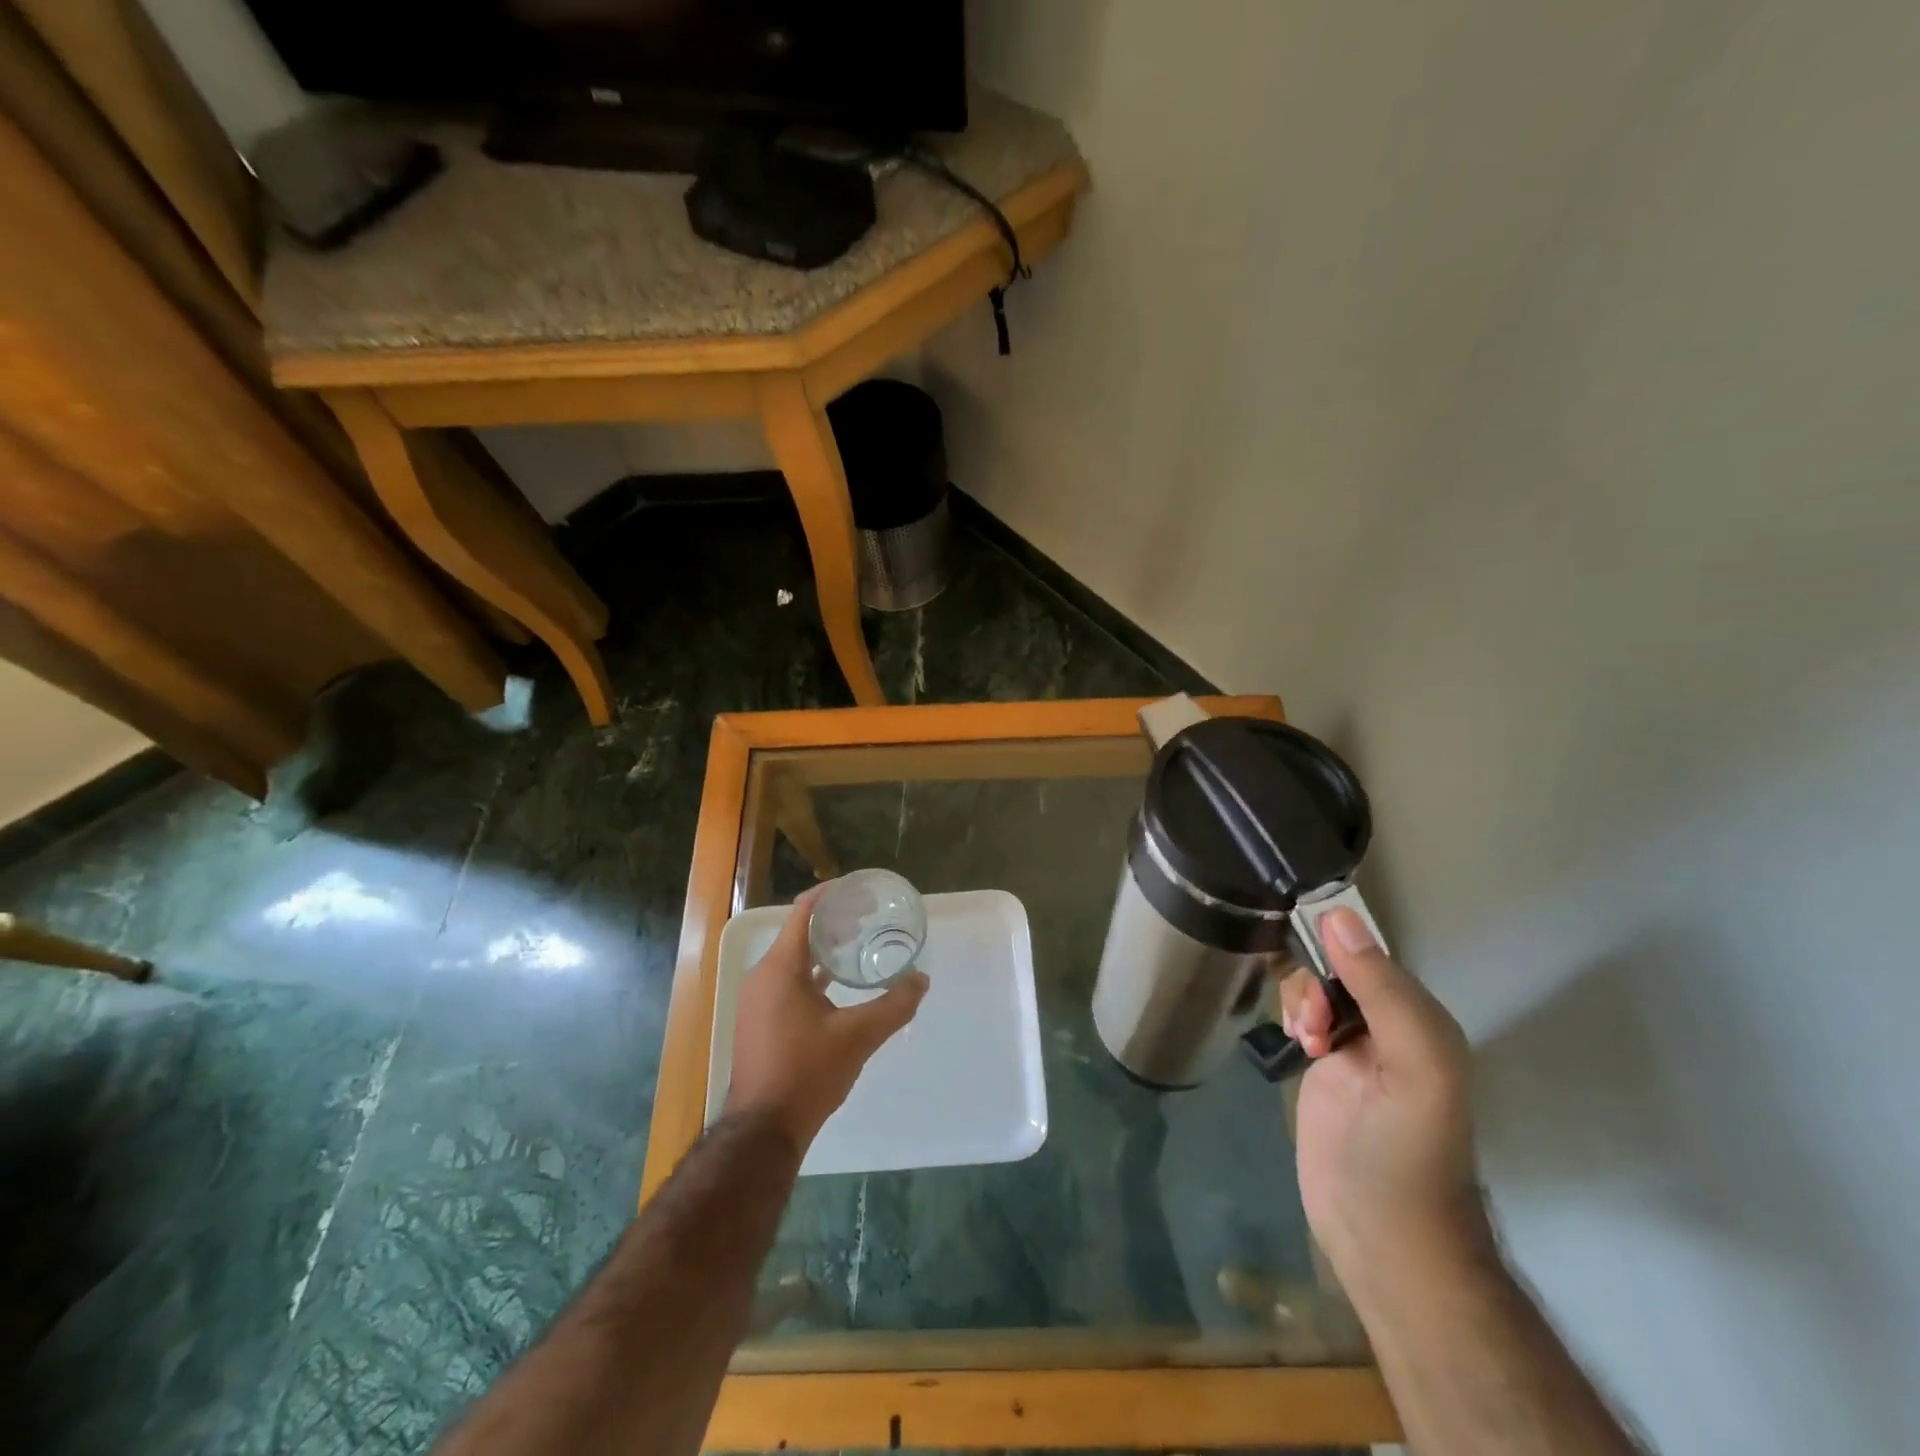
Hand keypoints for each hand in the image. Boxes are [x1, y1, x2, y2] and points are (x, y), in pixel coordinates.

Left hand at [725, 885, 928, 1155]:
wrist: (763, 1130)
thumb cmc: (807, 1072)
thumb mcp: (858, 1036)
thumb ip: (894, 1005)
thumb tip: (922, 980)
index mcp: (780, 969)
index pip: (803, 913)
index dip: (830, 896)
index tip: (860, 892)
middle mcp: (762, 977)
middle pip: (798, 933)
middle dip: (832, 922)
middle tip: (868, 918)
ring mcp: (757, 1000)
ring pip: (792, 960)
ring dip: (822, 949)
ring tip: (857, 944)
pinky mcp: (759, 1020)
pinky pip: (786, 982)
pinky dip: (811, 974)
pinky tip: (836, 984)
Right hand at [1277, 909, 1491, 1298]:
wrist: (1383, 1239)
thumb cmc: (1406, 1152)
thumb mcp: (1414, 1067)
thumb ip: (1384, 992)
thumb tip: (1338, 915)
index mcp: (1421, 1019)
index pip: (1372, 954)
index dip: (1338, 951)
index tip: (1314, 972)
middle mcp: (1389, 1026)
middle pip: (1338, 967)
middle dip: (1314, 980)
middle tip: (1311, 1023)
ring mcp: (1353, 1048)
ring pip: (1315, 987)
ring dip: (1301, 998)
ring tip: (1303, 1038)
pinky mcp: (1324, 1070)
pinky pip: (1303, 1015)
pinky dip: (1293, 1016)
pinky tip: (1295, 1042)